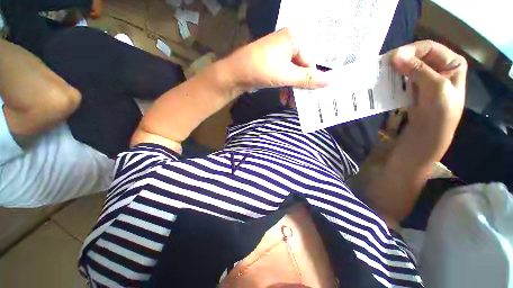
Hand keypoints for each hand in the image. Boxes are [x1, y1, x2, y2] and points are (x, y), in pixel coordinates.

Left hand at [223, 28, 328, 93]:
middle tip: (301, 102)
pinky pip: (283, 76)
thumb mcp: (286, 75)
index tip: (312, 95)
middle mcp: (287, 44)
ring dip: (292, 90)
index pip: (310, 62)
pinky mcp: (272, 64)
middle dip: (300, 87)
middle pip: (301, 68)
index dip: (311, 80)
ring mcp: (278, 54)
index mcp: (294, 39)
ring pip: (292, 74)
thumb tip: (328, 82)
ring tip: (291, 104)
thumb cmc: (261, 69)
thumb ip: (307, 79)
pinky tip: (283, 98)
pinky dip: (284, 87)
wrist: (234, 74)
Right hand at [391, 40, 467, 162]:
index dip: (411, 50)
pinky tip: (385, 81)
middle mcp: (439, 68)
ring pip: (408, 67)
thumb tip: (395, 55)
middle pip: (417, 56)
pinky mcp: (414, 89)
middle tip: (383, 65)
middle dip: (401, 59)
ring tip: (381, 72)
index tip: (391, 58)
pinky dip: (393, 78)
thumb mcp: (434, 88)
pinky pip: (402, 78)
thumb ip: (417, 69)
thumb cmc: (439, 113)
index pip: (429, 48)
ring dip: (395, 69)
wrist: (427, 137)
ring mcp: (426, 78)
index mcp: (452, 64)